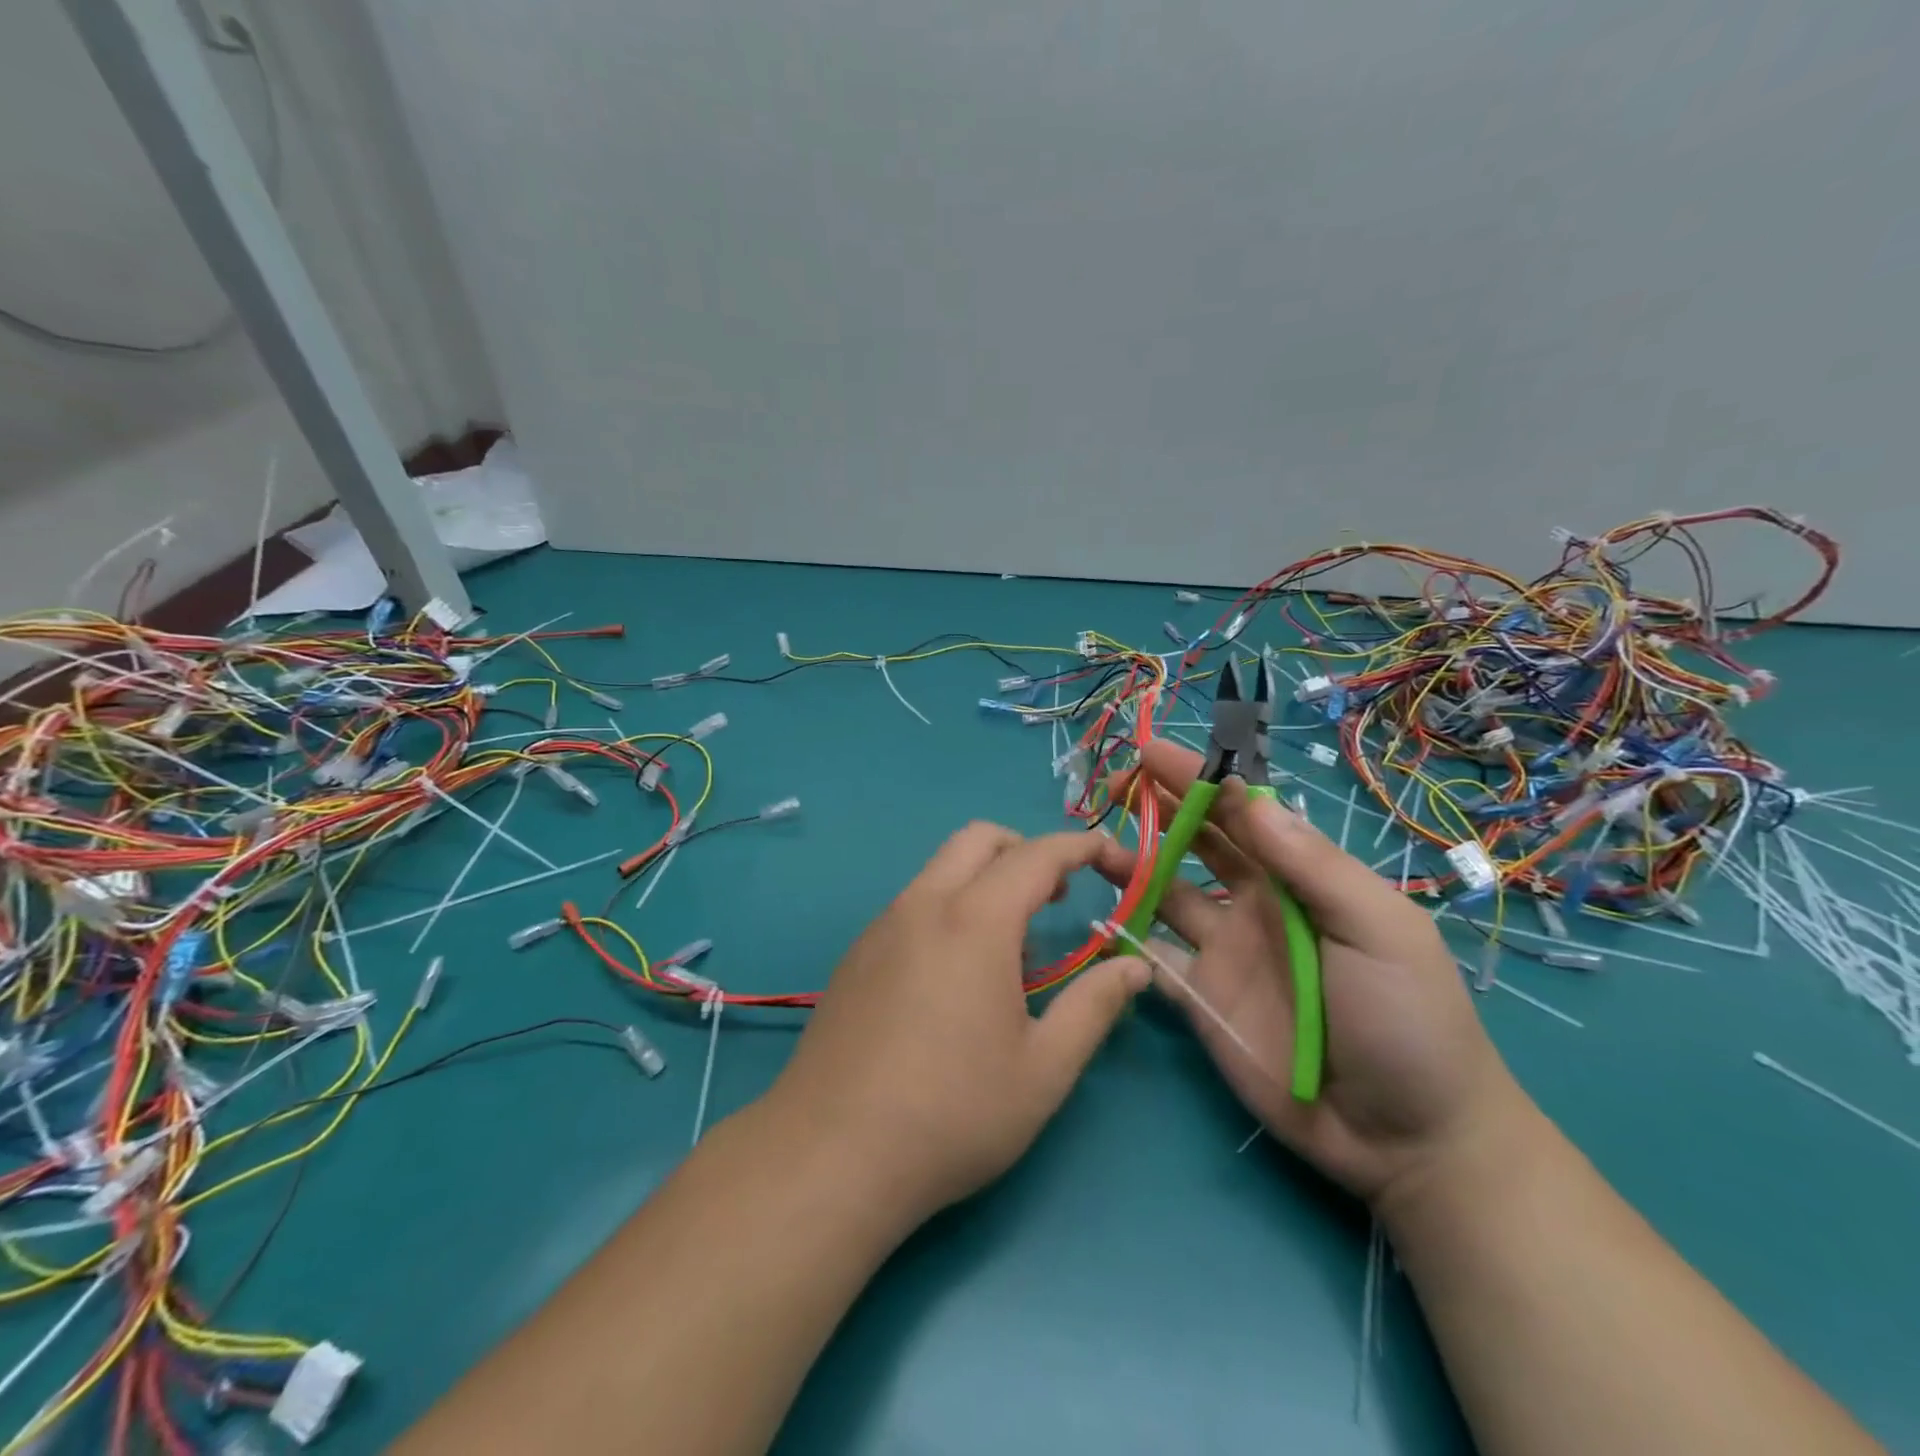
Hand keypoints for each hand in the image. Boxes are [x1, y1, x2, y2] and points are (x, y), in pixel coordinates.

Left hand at [765, 822, 1149, 1230]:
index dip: (1082, 848)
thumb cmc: (953, 1113)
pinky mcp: (857, 954)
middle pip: (979, 839)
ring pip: (941, 868)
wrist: (831, 1153)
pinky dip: (950, 907)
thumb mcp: (1044, 1069)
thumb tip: (1134, 968)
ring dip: (985, 879)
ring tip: (1012, 946)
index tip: (1112, 858)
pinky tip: (955, 975)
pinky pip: (913, 904)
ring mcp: (882, 926)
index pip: (1037, 855)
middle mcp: (924, 904)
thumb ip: (1094, 1007)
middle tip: (1057, 897)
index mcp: (975, 920)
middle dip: (1027, 850)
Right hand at [1095, 742, 1534, 1206]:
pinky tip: (1098, 919)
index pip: (1243, 813)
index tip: (1153, 753)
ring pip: (1165, 894)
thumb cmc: (1409, 1020)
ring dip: (1132, 866)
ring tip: (1093, 847)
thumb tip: (1246, 794)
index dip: (1200, 780)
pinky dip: (1125, 937)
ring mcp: (1223, 953)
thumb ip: (1312, 865)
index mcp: (1300, 879)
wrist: (1408, 1139)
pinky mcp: (1200, 999)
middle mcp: (1255, 905)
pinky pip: (1153, 958)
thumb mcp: (1379, 929)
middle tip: (1112, 785)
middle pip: (1198, 844)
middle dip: (1158, 809)